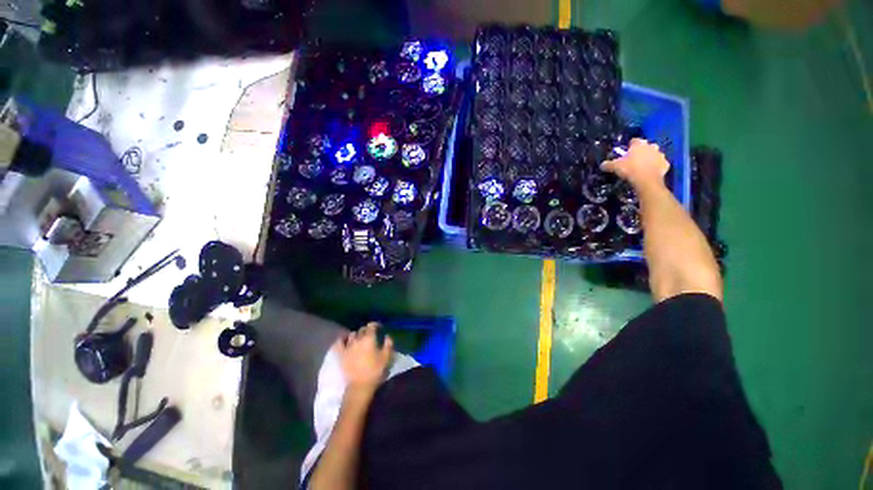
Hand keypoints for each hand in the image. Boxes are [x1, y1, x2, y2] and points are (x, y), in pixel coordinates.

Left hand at [334, 322, 393, 393]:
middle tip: (371, 334)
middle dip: (366, 330)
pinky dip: (342, 339)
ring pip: (352, 335)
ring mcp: (348, 346)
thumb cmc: (375, 370)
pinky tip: (345, 340)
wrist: (359, 386)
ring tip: (359, 339)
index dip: (375, 324)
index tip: (379, 327)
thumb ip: (388, 344)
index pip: (371, 325)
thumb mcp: (386, 357)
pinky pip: (339, 343)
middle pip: (362, 329)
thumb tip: (387, 336)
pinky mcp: (341, 354)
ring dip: (356, 335)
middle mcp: (358, 339)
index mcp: (369, 338)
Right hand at [601, 138, 669, 190]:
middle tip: (635, 159)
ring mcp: (660, 155)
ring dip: (650, 158)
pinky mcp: (665, 164)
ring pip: (655, 154)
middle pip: (647, 146)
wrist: (646, 180)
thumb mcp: (615, 167)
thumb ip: (608, 164)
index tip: (626, 151)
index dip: (630, 145)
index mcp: (639, 145)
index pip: (634, 140)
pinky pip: (660, 164)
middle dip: (642, 151)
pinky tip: (650, 172)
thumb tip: (602, 164)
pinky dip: (656, 167)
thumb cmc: (630, 169)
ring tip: (643, 166)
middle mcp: (651, 146)